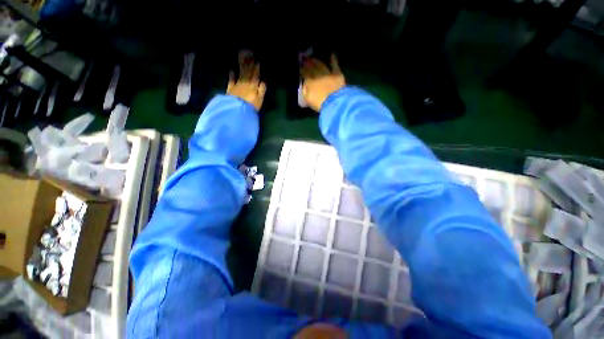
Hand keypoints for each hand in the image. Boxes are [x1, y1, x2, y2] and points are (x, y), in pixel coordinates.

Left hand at [227, 51, 266, 110]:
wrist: (237, 111)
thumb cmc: (251, 106)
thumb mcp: (260, 99)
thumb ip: (262, 89)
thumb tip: (265, 80)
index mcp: (253, 86)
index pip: (256, 75)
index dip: (257, 68)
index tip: (258, 61)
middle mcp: (245, 83)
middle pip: (248, 72)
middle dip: (249, 63)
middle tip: (250, 54)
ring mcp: (237, 85)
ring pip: (240, 73)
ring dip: (242, 65)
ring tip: (242, 58)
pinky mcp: (230, 89)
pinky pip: (231, 80)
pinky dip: (232, 75)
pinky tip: (232, 69)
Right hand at [300, 54, 345, 111]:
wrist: (334, 102)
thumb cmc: (319, 104)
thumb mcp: (308, 99)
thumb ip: (305, 91)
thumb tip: (303, 85)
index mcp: (309, 83)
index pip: (305, 74)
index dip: (302, 69)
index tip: (300, 65)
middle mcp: (317, 76)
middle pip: (312, 68)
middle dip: (308, 63)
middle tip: (305, 58)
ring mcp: (328, 74)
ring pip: (321, 65)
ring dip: (317, 61)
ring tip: (314, 57)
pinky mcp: (337, 74)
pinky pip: (334, 65)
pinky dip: (333, 60)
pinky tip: (332, 54)